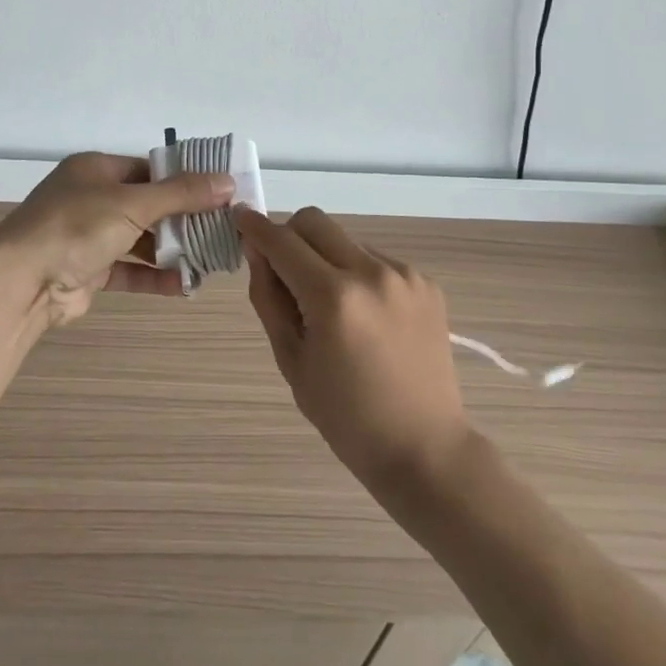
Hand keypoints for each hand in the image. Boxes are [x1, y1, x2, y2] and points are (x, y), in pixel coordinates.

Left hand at [0, 153, 235, 326]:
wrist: (21, 283)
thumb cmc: (76, 227)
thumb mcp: (133, 203)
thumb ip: (181, 194)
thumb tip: (228, 182)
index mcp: (96, 170)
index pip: (149, 169)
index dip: (184, 180)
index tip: (220, 193)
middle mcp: (91, 198)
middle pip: (147, 204)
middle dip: (182, 218)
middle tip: (221, 228)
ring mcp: (87, 236)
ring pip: (139, 239)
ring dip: (171, 250)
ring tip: (209, 259)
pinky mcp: (88, 270)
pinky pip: (128, 269)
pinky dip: (154, 276)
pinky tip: (184, 285)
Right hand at [237, 206, 472, 493]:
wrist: (424, 447)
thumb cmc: (346, 416)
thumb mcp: (292, 360)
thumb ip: (269, 297)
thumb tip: (257, 251)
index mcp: (334, 298)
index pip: (283, 242)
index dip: (255, 227)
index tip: (239, 217)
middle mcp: (372, 272)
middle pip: (315, 222)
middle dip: (290, 235)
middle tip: (284, 272)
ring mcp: (404, 275)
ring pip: (346, 240)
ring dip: (326, 257)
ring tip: (331, 307)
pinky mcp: (426, 283)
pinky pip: (375, 260)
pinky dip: (357, 274)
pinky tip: (365, 317)